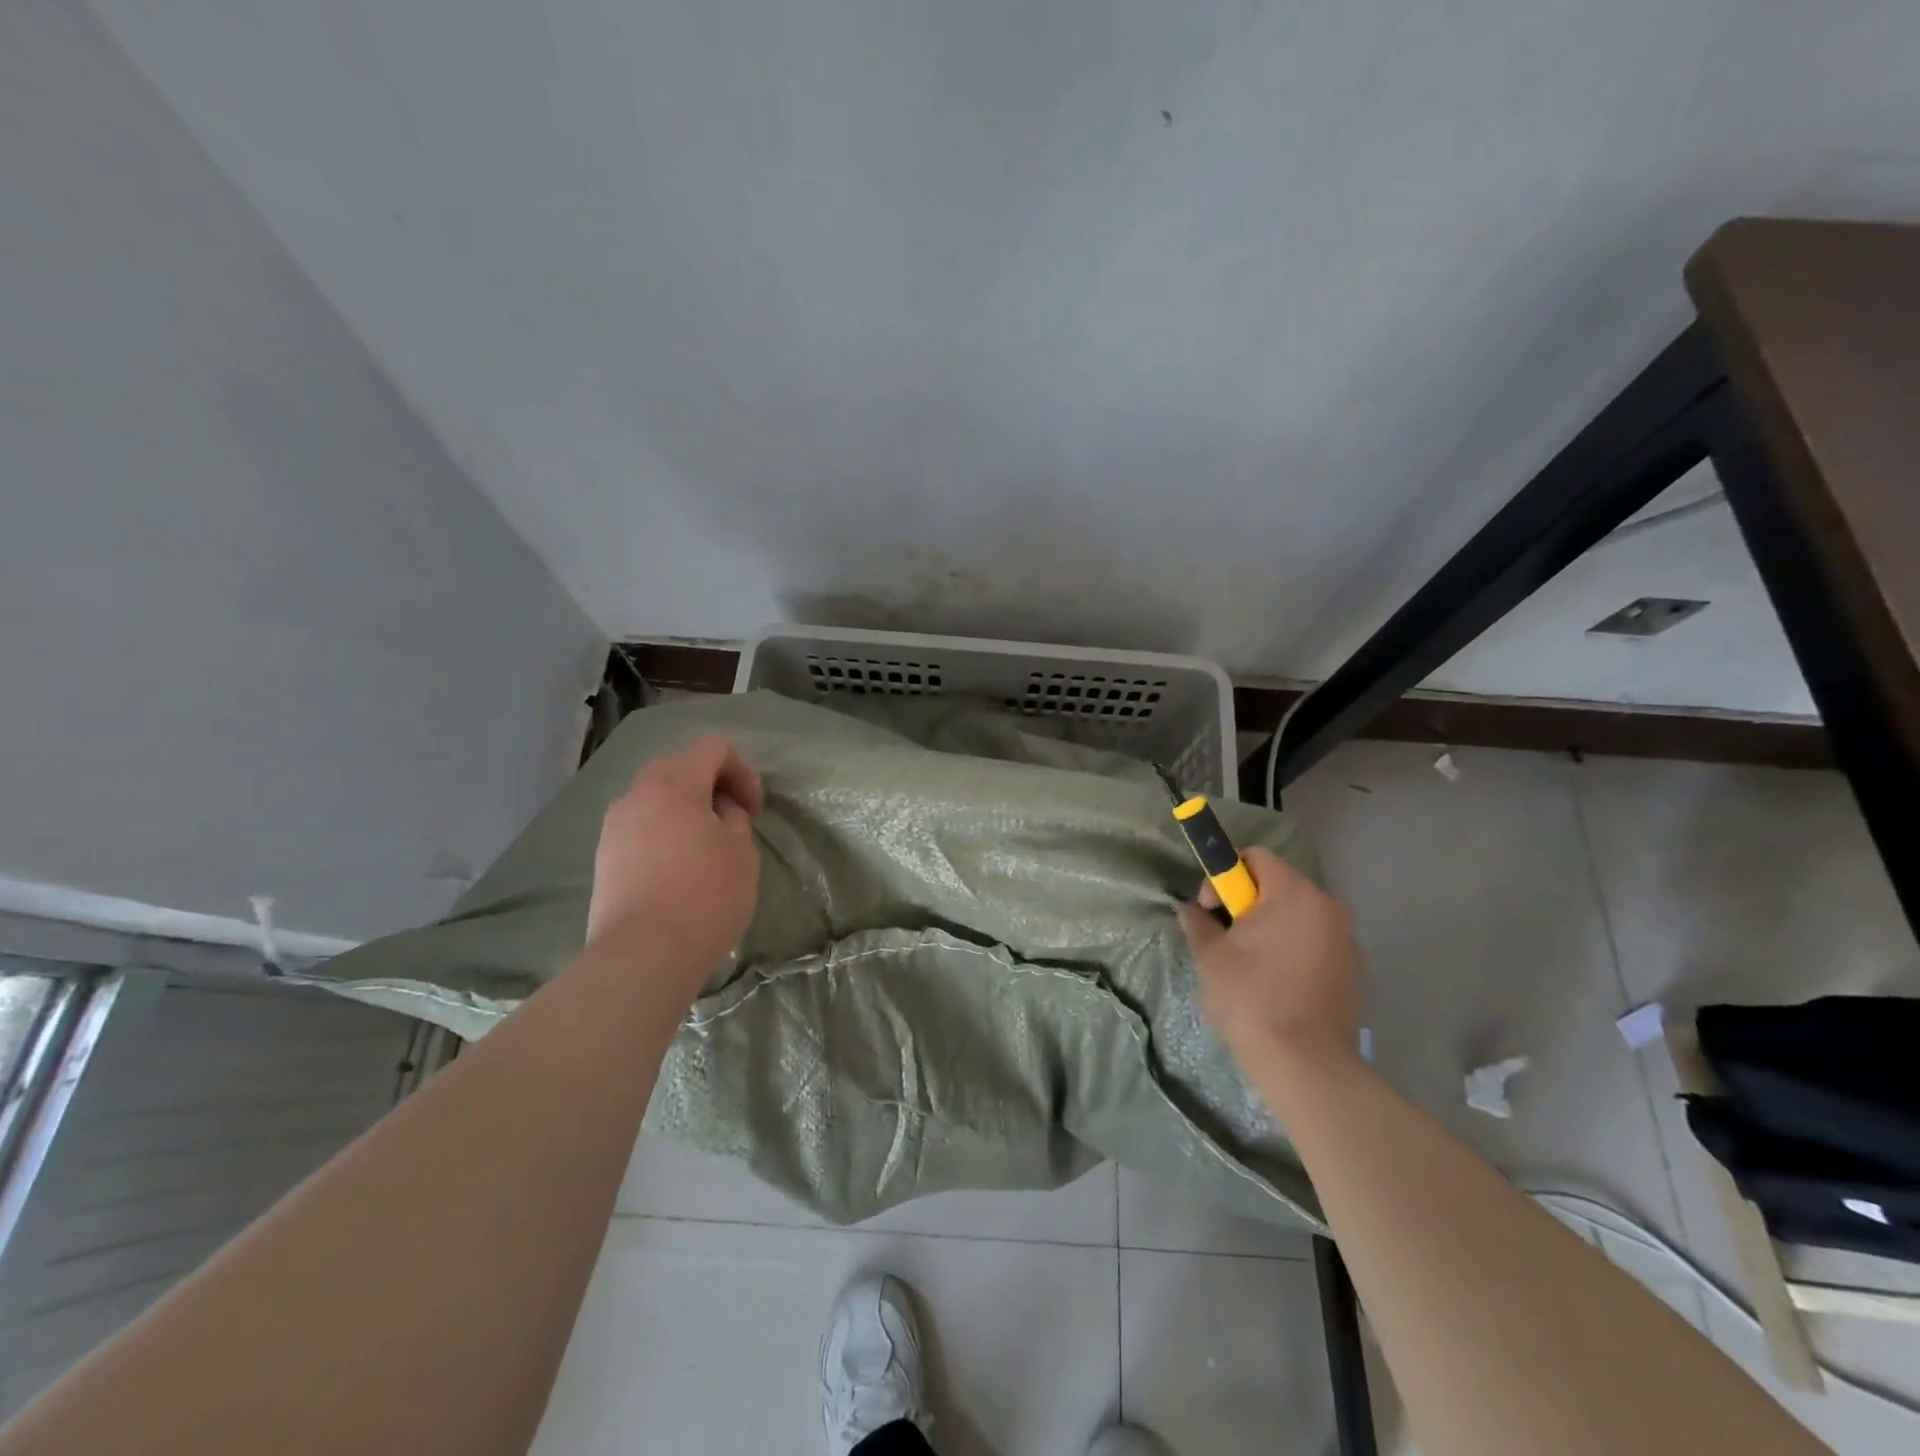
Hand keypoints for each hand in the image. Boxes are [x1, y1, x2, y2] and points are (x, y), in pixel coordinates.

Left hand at [585, 736, 762, 987]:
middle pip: (680, 766)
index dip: (743, 770)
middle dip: (713, 786)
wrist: (643, 955)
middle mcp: (636, 794)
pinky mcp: (604, 857)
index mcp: (673, 783)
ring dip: (688, 809)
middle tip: (733, 821)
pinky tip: (681, 869)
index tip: (753, 810)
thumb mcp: (741, 852)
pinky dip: (666, 832)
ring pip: (657, 797)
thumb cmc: (704, 896)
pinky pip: (642, 826)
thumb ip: (734, 819)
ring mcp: (614, 826)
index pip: (713, 747)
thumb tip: (718, 812)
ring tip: (708, 846)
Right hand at [1177, 846, 1364, 1067]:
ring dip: (1270, 928)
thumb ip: (1198, 923)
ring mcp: (1347, 940)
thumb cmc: (1252, 999)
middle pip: (1278, 885)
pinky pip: (1315, 943)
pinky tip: (1275, 985)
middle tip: (1225, 939)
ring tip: (1248, 965)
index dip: (1225, 876)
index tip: (1211, 910)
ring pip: (1297, 916)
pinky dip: (1292, 951)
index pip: (1255, 857)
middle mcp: (1327, 907)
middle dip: (1246, 904)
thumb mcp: (1210, 956)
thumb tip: (1191, 910)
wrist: (1306, 1066)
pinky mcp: (1354, 971)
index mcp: (1294, 893)